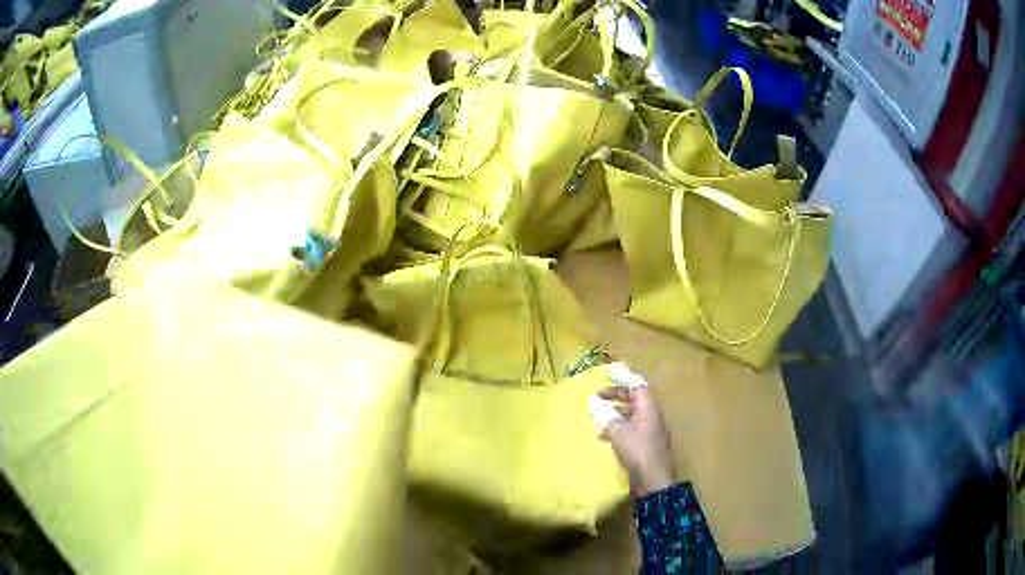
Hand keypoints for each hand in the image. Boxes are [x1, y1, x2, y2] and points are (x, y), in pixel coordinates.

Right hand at [593, 365, 675, 496]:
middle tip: (599, 395)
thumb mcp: (618, 430)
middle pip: (634, 398)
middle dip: (616, 395)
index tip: (607, 373)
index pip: (636, 385)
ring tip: (599, 414)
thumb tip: (595, 404)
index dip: (622, 377)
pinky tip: (604, 435)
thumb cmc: (638, 449)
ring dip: (615, 412)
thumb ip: (606, 415)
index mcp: (648, 407)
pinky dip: (617, 427)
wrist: (653, 478)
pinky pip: (630, 428)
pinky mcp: (645, 444)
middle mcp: (651, 415)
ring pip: (631, 414)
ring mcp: (650, 430)